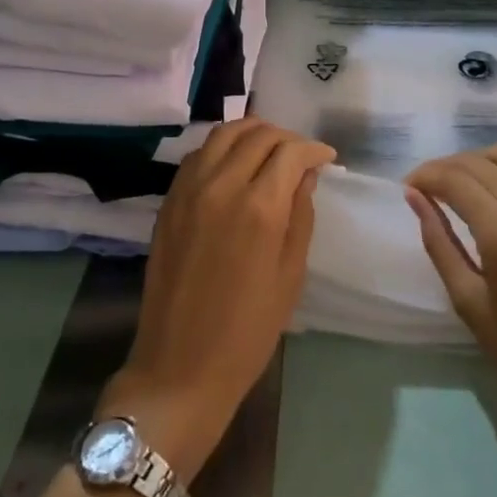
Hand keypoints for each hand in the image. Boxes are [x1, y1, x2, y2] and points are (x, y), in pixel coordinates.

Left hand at [103, 119, 334, 478]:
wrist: (181, 363)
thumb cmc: (248, 329)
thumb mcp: (290, 274)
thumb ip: (300, 215)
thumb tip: (305, 175)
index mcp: (259, 206)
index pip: (290, 152)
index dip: (313, 149)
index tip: (326, 157)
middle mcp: (221, 185)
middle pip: (258, 135)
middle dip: (286, 138)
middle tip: (300, 156)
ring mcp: (189, 189)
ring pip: (224, 134)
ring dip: (252, 133)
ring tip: (269, 150)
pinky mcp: (169, 200)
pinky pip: (199, 154)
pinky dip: (222, 147)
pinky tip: (234, 164)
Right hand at [406, 145, 496, 435]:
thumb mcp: (467, 299)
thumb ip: (438, 242)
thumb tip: (414, 197)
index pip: (453, 179)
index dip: (424, 176)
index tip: (407, 187)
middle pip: (476, 162)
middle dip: (443, 167)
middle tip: (425, 187)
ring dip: (477, 162)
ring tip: (461, 185)